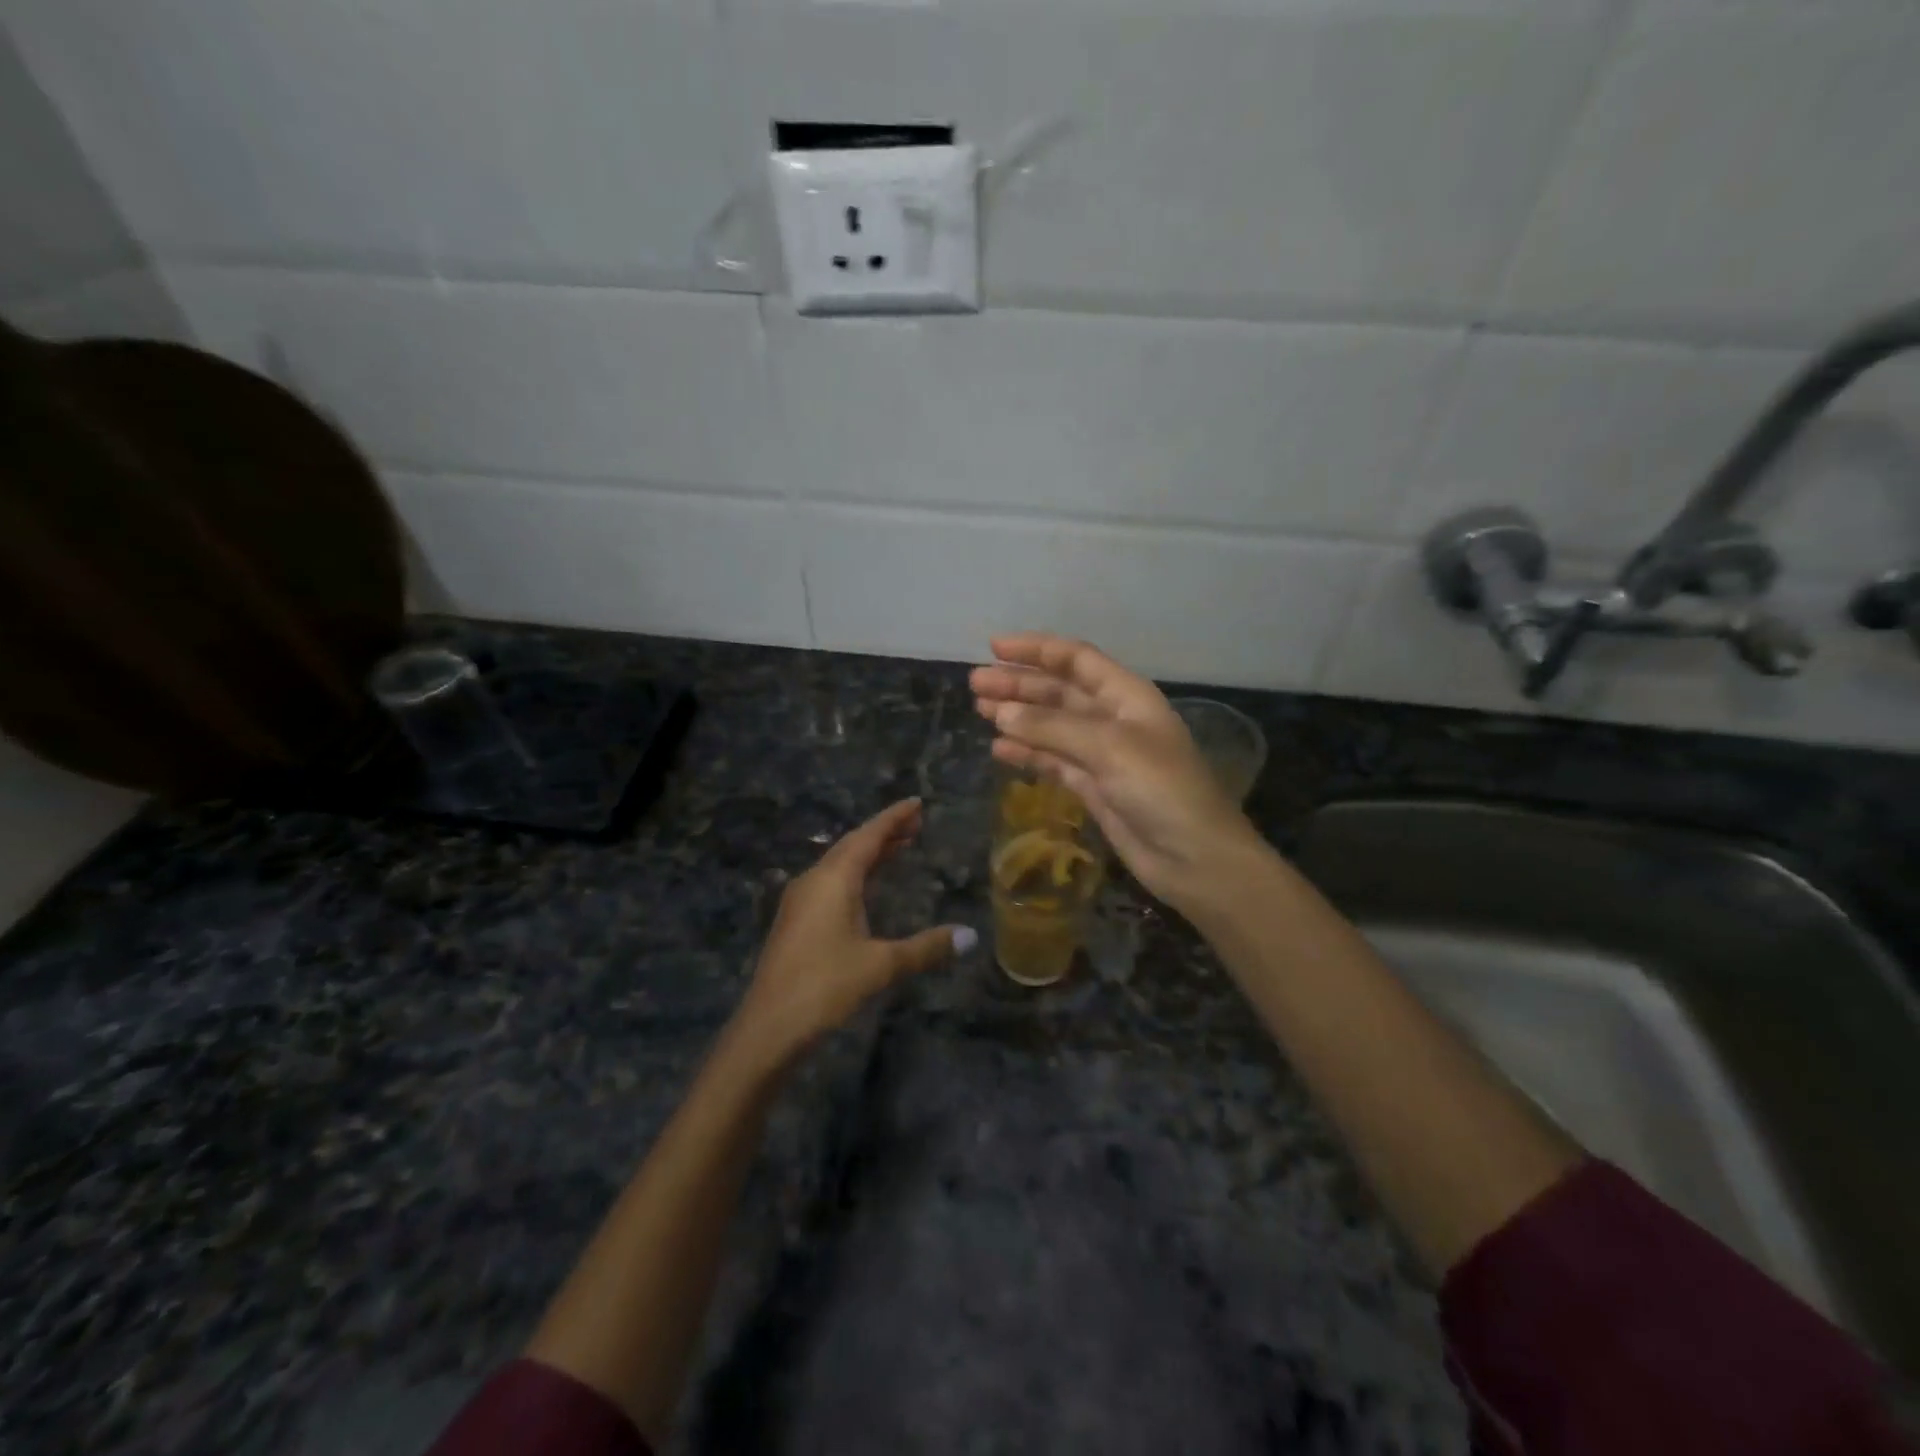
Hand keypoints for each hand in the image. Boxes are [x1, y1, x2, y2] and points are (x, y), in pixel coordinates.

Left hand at [733, 798, 970, 1065]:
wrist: (768, 1028)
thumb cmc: (825, 986)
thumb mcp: (881, 965)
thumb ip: (926, 948)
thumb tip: (971, 936)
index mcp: (833, 879)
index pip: (868, 836)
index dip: (893, 818)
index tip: (916, 802)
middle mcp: (814, 880)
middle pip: (852, 845)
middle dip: (884, 833)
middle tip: (916, 824)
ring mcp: (800, 902)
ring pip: (839, 864)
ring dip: (869, 854)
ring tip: (899, 847)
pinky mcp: (796, 922)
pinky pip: (830, 882)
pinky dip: (855, 874)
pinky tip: (867, 888)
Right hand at [971, 634, 1266, 913]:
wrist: (1194, 858)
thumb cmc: (1161, 789)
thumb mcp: (1109, 748)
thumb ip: (1053, 727)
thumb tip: (1001, 712)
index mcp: (1127, 696)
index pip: (1076, 660)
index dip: (1036, 650)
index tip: (994, 647)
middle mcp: (1113, 718)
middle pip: (1058, 691)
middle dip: (1019, 684)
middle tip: (975, 683)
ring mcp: (1102, 755)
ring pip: (1051, 726)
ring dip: (1018, 716)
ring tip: (979, 710)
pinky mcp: (1093, 787)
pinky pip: (1053, 761)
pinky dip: (1027, 753)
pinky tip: (1000, 749)